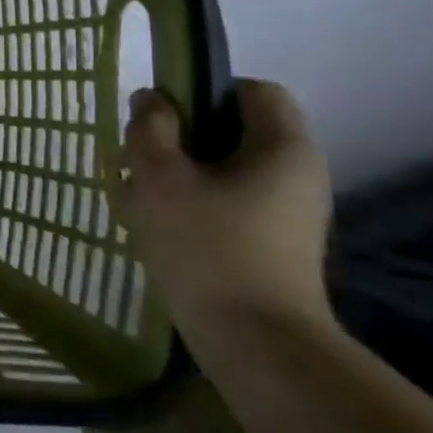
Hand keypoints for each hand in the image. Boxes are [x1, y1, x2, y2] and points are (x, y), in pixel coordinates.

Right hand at [122, 78, 334, 340]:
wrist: (255, 341)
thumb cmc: (207, 246)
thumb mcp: (159, 176)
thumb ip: (151, 128)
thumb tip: (152, 99)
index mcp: (283, 147)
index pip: (253, 90)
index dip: (204, 90)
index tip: (162, 117)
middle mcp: (296, 173)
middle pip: (232, 131)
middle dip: (178, 138)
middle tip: (137, 160)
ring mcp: (286, 212)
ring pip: (222, 169)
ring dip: (176, 174)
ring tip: (137, 197)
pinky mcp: (270, 243)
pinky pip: (225, 203)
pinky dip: (189, 204)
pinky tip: (155, 226)